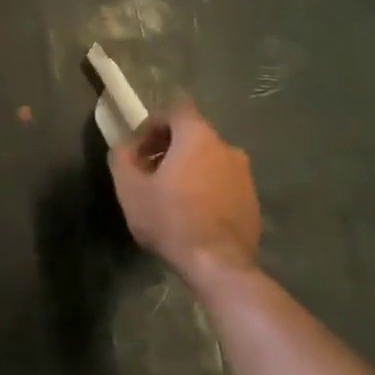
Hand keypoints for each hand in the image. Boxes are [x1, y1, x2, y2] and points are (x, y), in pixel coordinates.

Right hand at [110, 100, 260, 282]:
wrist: (218, 265)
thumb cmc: (170, 218)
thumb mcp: (130, 187)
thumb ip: (122, 157)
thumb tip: (125, 146)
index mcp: (198, 136)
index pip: (177, 109)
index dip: (155, 123)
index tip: (140, 147)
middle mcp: (227, 147)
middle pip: (194, 135)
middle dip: (169, 148)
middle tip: (150, 172)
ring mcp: (244, 175)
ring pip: (210, 160)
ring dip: (190, 169)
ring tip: (171, 196)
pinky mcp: (253, 201)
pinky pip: (224, 183)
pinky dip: (207, 189)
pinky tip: (192, 214)